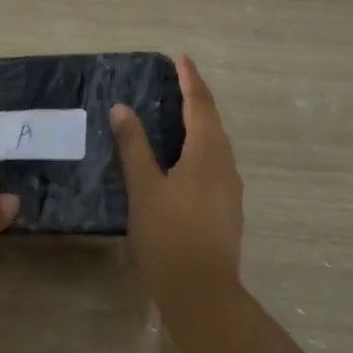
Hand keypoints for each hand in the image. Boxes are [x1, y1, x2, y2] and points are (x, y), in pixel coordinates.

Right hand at [111, 55, 244, 311]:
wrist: (203, 294)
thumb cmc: (169, 235)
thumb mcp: (144, 188)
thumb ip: (133, 146)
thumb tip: (122, 108)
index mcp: (207, 153)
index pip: (200, 105)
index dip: (191, 80)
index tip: (181, 59)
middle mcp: (225, 165)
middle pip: (212, 122)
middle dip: (196, 99)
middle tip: (177, 82)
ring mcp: (230, 190)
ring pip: (215, 145)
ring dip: (199, 125)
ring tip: (176, 116)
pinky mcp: (227, 210)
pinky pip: (214, 164)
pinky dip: (199, 149)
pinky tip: (182, 161)